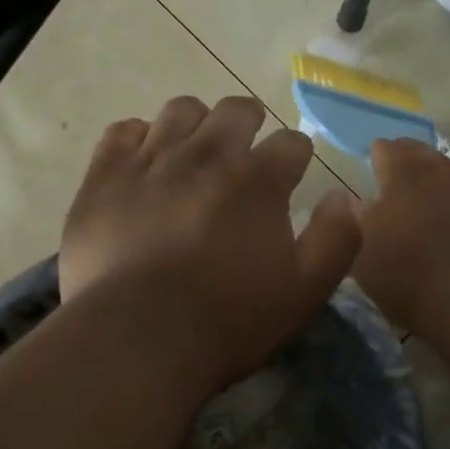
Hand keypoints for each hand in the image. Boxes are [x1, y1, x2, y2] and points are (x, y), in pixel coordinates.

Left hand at [60, 96, 360, 384]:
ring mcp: (152, 160)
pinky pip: (122, 131)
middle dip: (248, 124)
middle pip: (235, 111)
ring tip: (193, 151)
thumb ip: (336, 238)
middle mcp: (207, 154)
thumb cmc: (229, 319)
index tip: (291, 173)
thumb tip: (344, 198)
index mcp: (259, 180)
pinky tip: (142, 162)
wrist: (139, 337)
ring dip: (196, 124)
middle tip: (244, 152)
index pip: (291, 143)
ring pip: (180, 111)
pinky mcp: (105, 175)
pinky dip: (138, 139)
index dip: (296, 156)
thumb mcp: (306, 290)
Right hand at [353, 138, 449, 331]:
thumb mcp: (361, 247)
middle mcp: (437, 170)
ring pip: (443, 170)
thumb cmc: (403, 269)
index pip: (385, 148)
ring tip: (415, 194)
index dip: (374, 155)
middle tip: (389, 177)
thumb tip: (354, 200)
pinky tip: (439, 214)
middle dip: (403, 159)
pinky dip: (447, 197)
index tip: (367, 166)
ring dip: (428, 176)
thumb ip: (354, 218)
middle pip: (418, 152)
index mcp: (403, 171)